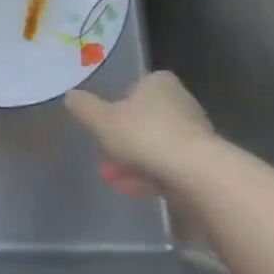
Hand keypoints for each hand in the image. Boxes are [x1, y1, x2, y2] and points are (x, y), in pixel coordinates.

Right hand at [66, 71, 220, 197]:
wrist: (196, 173)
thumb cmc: (145, 135)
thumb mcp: (102, 120)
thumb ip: (84, 107)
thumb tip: (70, 95)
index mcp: (159, 83)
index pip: (135, 88)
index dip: (117, 106)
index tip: (105, 125)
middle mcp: (181, 101)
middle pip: (145, 119)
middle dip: (125, 139)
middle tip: (106, 157)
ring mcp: (195, 132)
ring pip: (156, 144)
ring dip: (136, 160)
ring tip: (115, 179)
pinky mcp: (203, 161)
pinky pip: (169, 165)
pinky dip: (151, 174)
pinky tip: (134, 189)